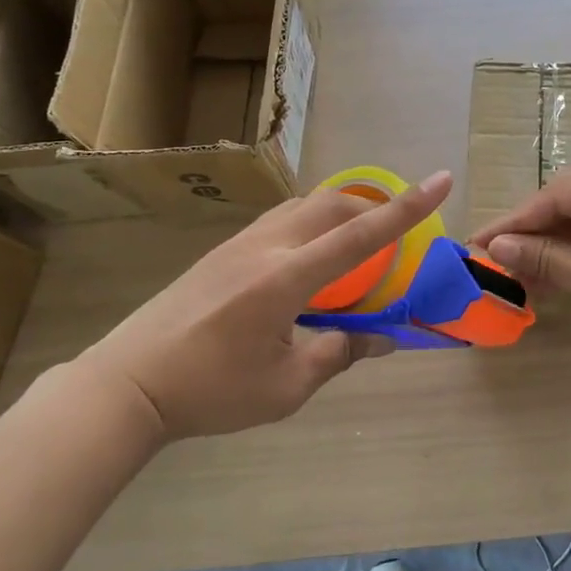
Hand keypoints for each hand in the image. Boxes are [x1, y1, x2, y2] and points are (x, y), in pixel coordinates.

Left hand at [75, 171, 453, 439]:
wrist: (128, 384)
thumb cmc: (211, 391)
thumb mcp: (286, 386)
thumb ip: (338, 354)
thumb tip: (380, 339)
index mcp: (287, 278)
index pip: (361, 236)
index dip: (407, 208)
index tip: (441, 179)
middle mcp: (266, 247)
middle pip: (333, 204)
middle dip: (374, 208)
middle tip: (395, 237)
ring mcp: (240, 244)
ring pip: (304, 206)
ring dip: (341, 214)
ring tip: (355, 247)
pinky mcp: (223, 251)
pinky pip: (282, 220)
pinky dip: (312, 226)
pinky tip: (309, 263)